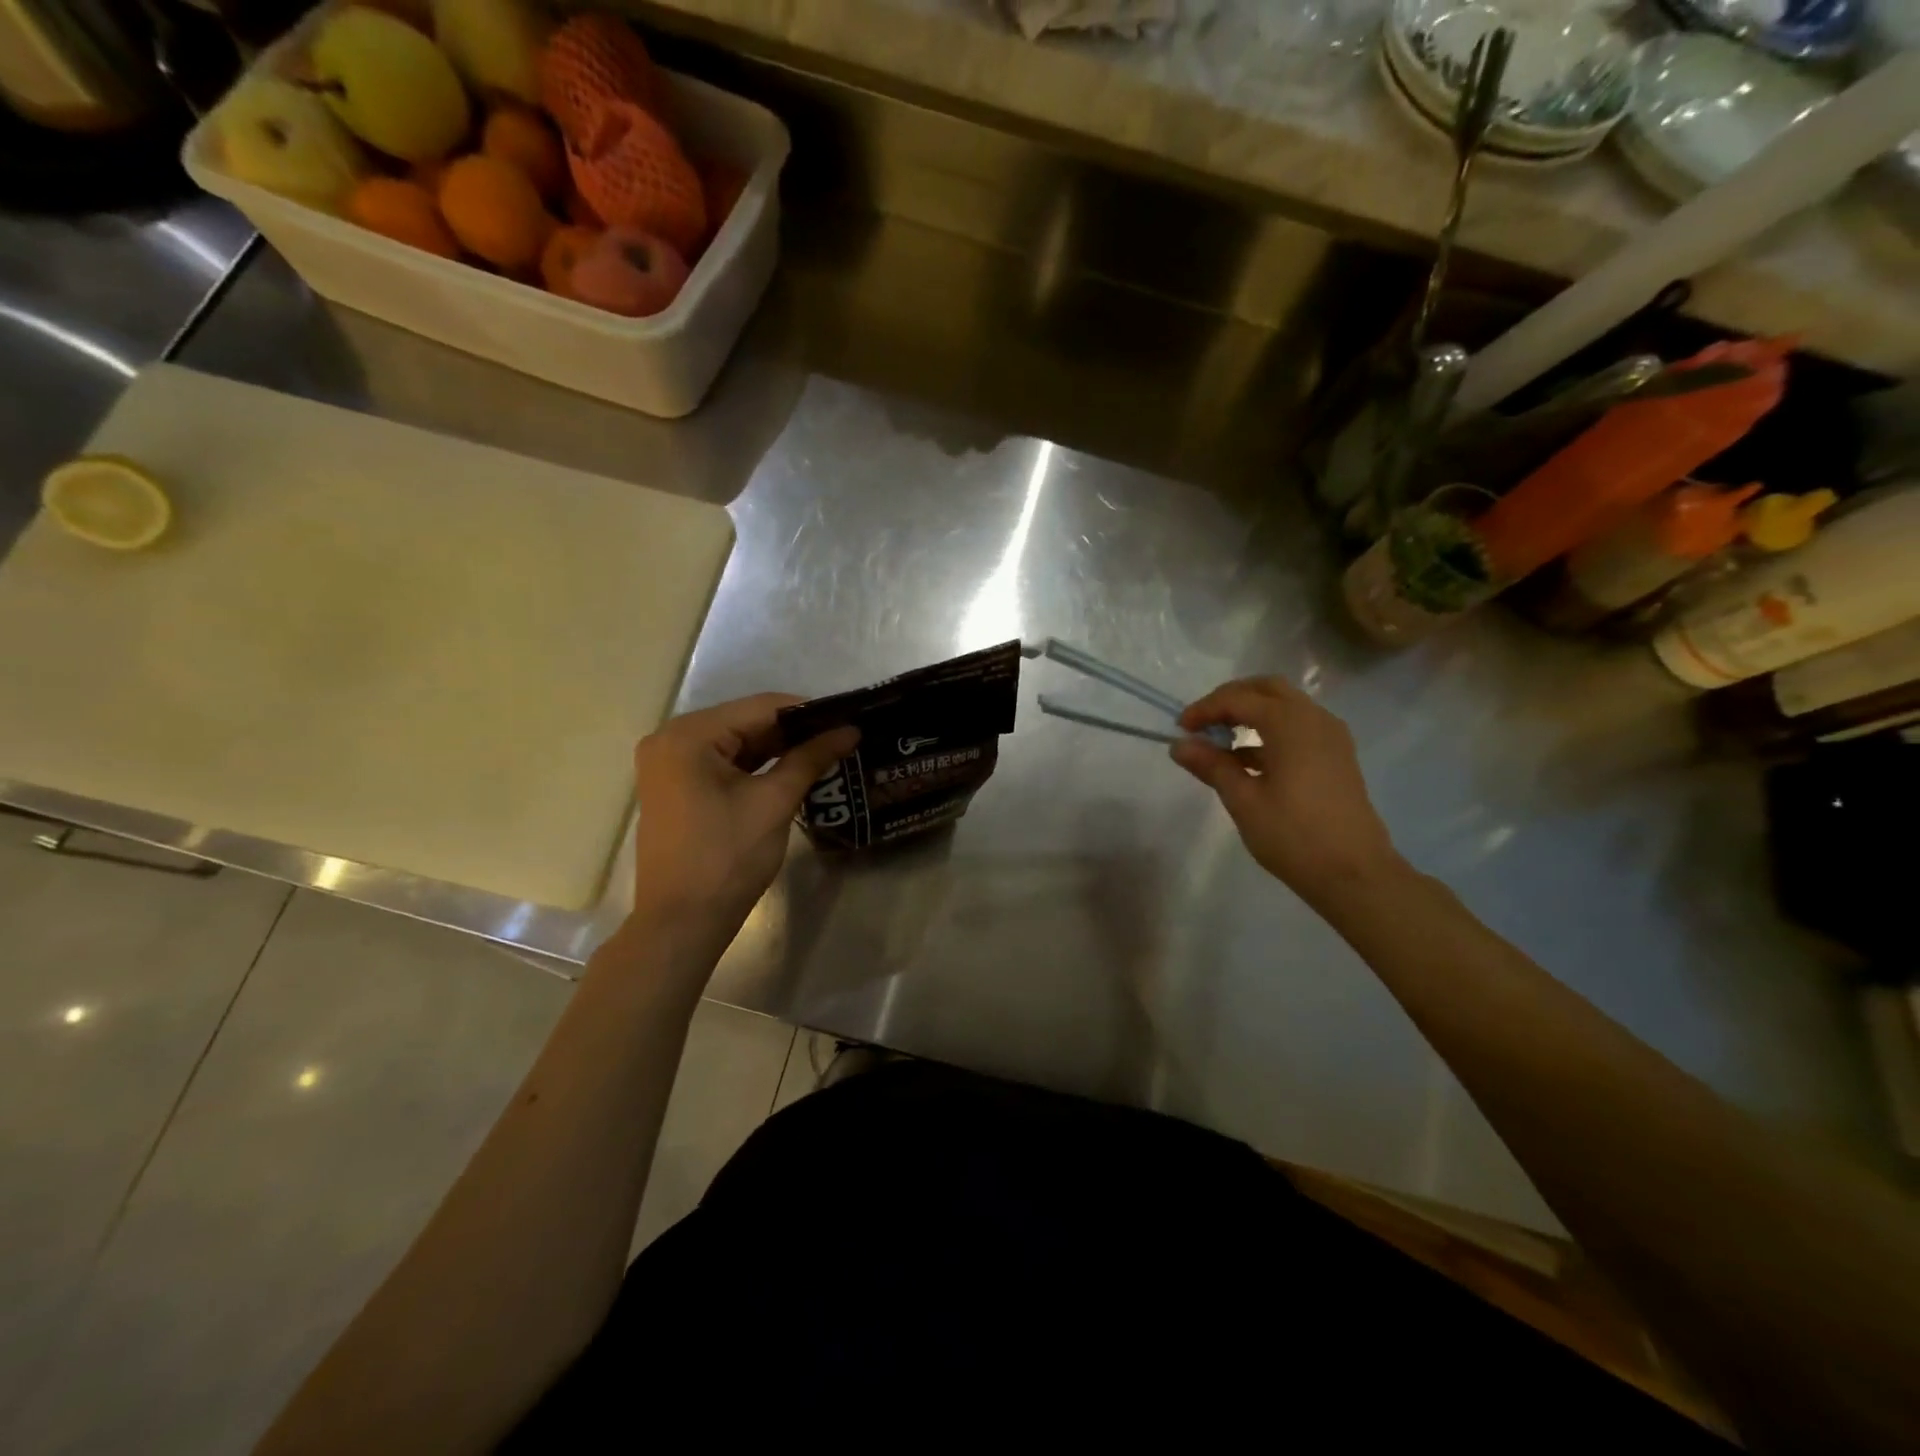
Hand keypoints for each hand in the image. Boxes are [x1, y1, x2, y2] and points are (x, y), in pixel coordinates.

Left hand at [630, 694, 857, 940]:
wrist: (682, 924)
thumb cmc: (727, 858)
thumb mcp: (774, 802)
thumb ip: (811, 758)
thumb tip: (851, 730)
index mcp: (688, 735)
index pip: (761, 708)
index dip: (809, 713)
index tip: (848, 720)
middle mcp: (670, 740)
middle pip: (746, 723)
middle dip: (794, 733)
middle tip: (842, 739)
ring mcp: (669, 765)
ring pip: (736, 745)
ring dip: (777, 751)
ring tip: (826, 753)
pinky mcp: (675, 788)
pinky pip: (722, 765)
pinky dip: (756, 768)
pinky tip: (792, 772)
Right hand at [1170, 676, 1401, 905]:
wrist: (1354, 874)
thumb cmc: (1293, 835)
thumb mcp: (1243, 800)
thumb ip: (1211, 765)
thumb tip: (1180, 745)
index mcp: (1291, 723)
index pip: (1238, 699)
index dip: (1205, 709)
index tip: (1180, 729)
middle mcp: (1315, 719)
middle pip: (1266, 690)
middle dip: (1231, 700)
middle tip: (1202, 723)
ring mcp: (1331, 737)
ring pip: (1285, 707)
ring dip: (1251, 715)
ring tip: (1220, 744)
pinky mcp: (1336, 757)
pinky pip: (1298, 728)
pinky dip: (1270, 732)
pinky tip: (1248, 761)